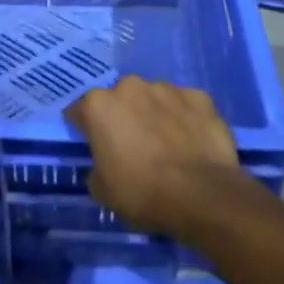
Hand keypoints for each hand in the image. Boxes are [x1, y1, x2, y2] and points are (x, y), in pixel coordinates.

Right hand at [67, 76, 243, 237]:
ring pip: (153, 98)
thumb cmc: (142, 193)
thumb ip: (97, 167)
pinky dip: (185, 118)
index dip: (86, 129)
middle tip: (133, 145)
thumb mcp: (102, 190)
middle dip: (123, 116)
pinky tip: (192, 141)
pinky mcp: (199, 97)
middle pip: (119, 99)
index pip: (80, 111)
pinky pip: (185, 105)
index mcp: (99, 105)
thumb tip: (104, 165)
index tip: (94, 146)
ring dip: (155, 114)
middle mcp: (130, 86)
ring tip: (167, 143)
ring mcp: (167, 89)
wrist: (203, 197)